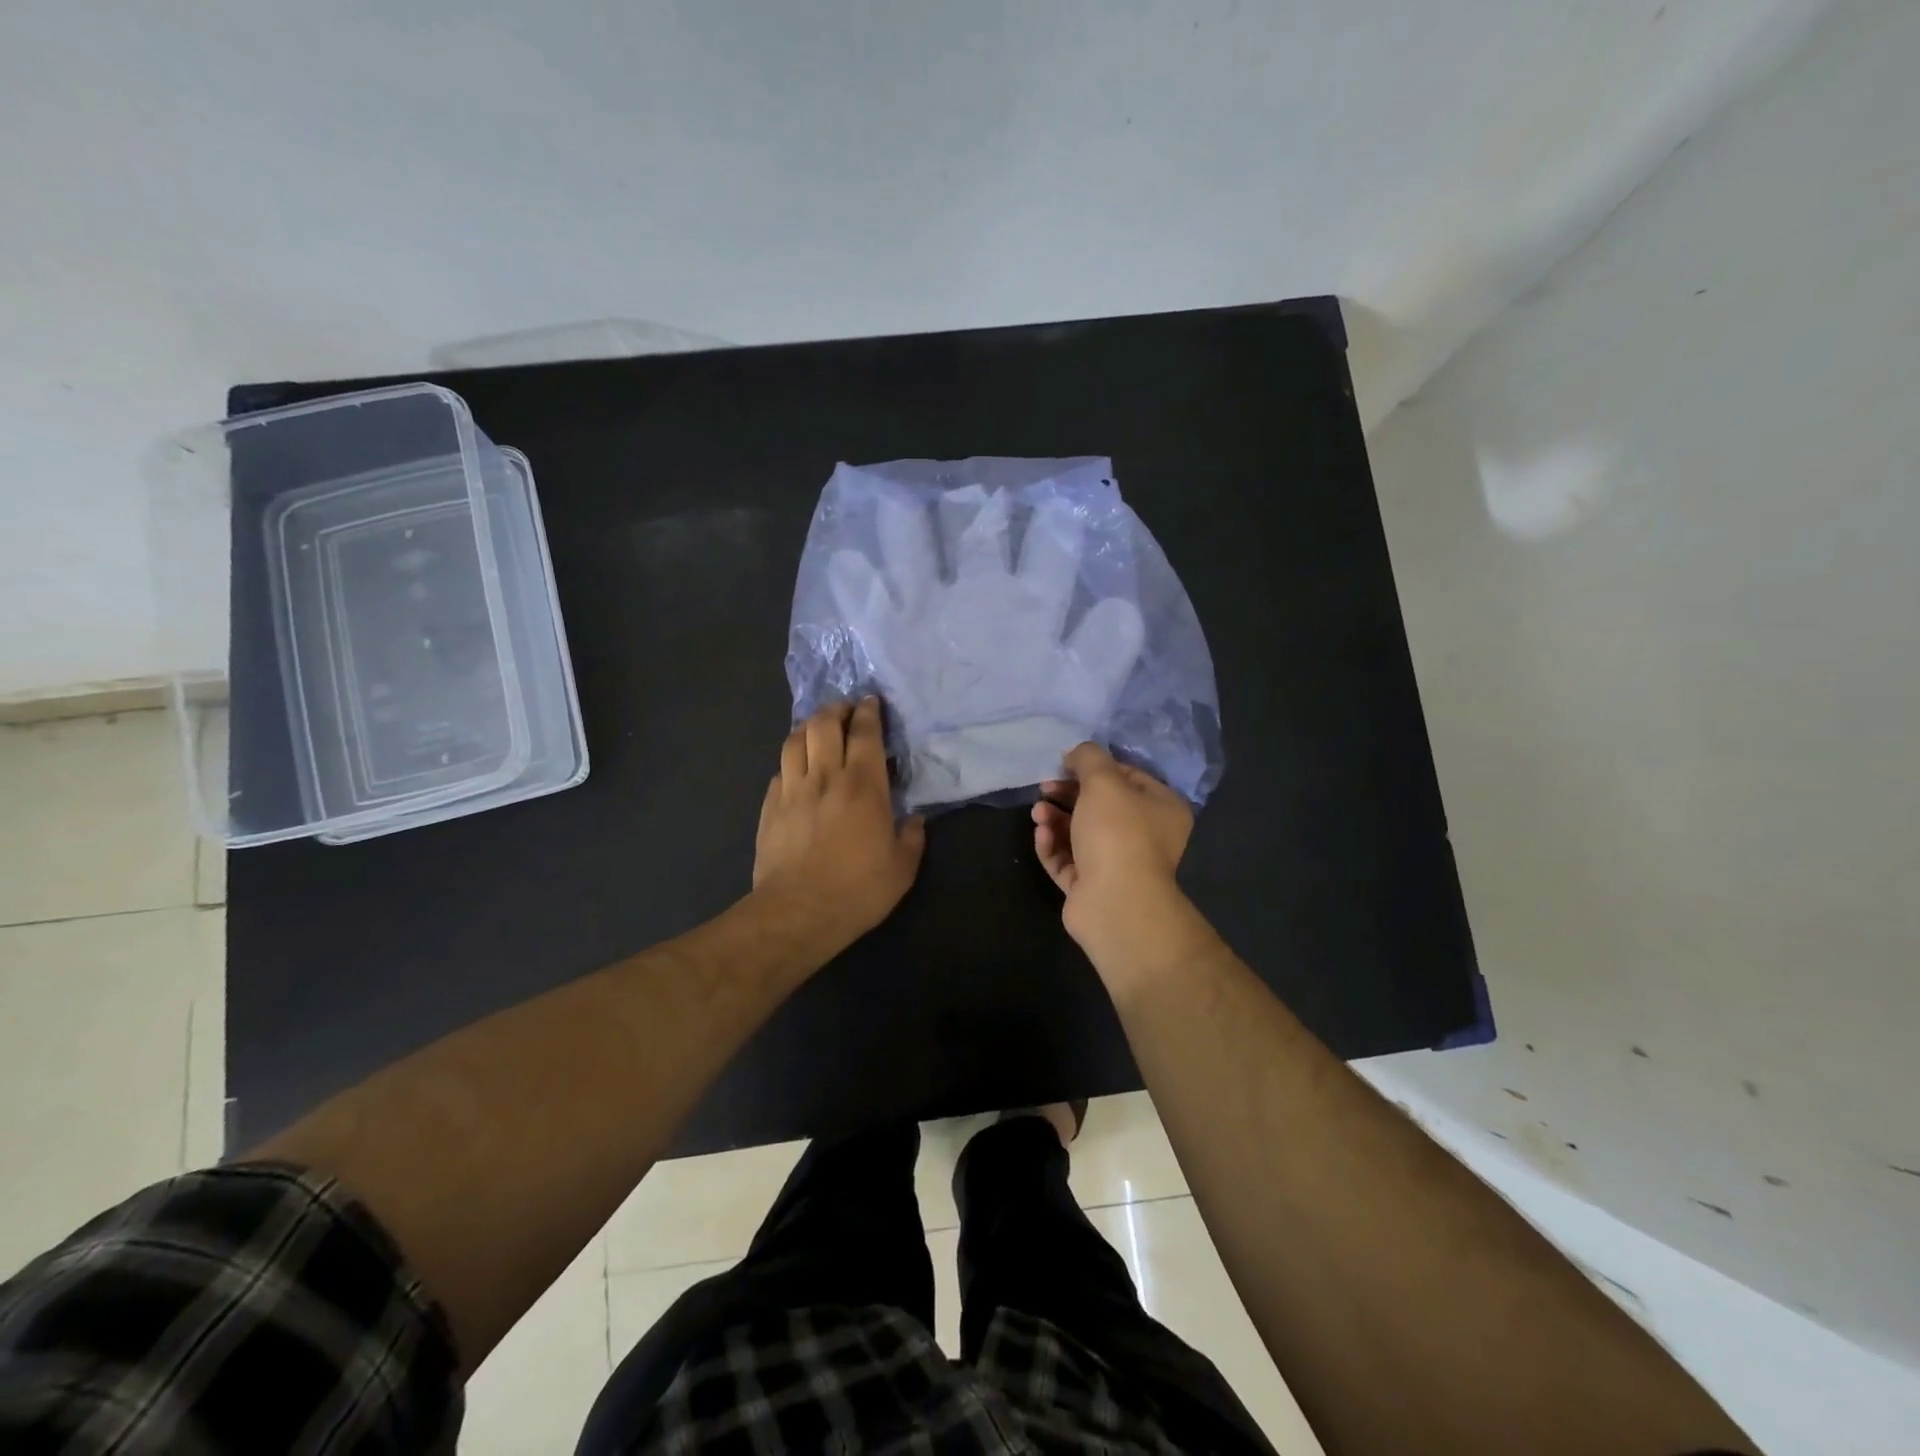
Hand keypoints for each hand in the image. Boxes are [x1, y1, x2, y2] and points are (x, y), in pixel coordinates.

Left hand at [753, 699, 925, 950]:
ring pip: (795, 740)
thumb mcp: (902, 867)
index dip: (869, 712)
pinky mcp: (769, 807)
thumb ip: (911, 836)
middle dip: (836, 709)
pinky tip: (797, 770)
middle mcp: (825, 777)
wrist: (798, 912)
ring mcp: (792, 790)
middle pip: (824, 724)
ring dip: (809, 728)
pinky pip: (780, 770)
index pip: (864, 733)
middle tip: (847, 710)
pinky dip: (792, 761)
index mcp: (863, 785)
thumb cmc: (858, 889)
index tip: (872, 702)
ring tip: (819, 730)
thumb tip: (913, 819)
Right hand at [1032, 742, 1196, 959]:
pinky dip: (1053, 846)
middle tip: (1045, 787)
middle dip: (1068, 794)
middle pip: (1100, 806)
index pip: (1128, 777)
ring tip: (1037, 813)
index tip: (1066, 764)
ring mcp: (1117, 865)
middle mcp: (1145, 836)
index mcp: (1161, 808)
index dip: (1095, 767)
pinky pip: (1068, 860)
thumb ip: (1088, 758)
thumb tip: (1076, 754)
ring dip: (1056, 819)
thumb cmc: (1118, 833)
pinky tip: (1041, 835)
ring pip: (1081, 834)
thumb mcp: (1103, 781)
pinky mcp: (1091, 887)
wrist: (1114, 902)